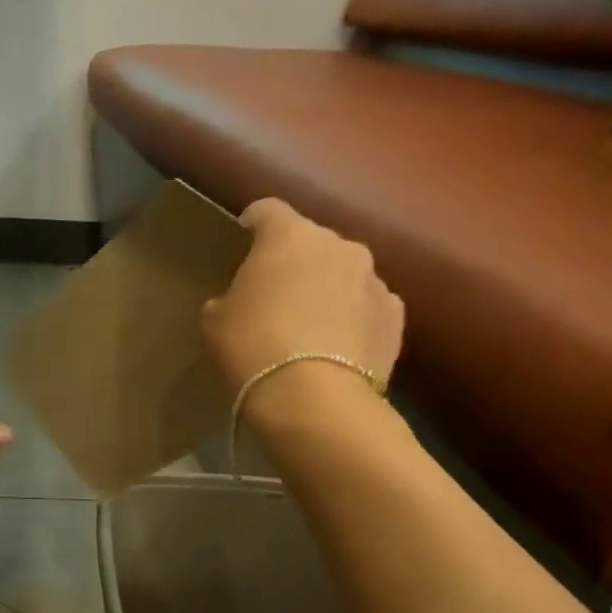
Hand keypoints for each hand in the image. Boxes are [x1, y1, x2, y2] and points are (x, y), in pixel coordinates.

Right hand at [202, 200, 404, 400]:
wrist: (314, 402)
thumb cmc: (253, 349)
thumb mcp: (215, 321)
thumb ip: (229, 297)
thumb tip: (242, 300)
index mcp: (289, 236)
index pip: (266, 210)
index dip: (250, 228)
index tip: (239, 251)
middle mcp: (339, 245)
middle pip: (309, 242)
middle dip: (291, 263)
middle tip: (270, 299)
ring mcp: (375, 279)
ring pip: (341, 274)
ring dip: (324, 290)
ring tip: (306, 330)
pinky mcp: (396, 317)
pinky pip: (366, 307)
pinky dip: (351, 319)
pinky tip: (334, 350)